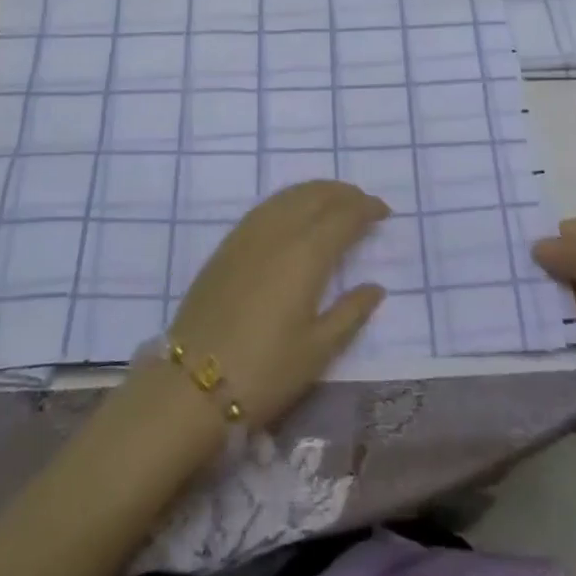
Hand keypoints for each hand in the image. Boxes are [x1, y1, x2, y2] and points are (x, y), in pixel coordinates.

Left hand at [166, 181, 388, 429]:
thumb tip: (375, 287)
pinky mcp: (228, 244)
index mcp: (307, 253)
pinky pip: (268, 206)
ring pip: (290, 195)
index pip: (344, 216)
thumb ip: (350, 313)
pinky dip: (290, 200)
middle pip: (316, 195)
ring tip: (334, 202)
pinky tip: (294, 213)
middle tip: (363, 203)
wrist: (191, 384)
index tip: (384, 212)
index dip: (366, 209)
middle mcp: (279, 231)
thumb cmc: (263, 371)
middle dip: (344, 193)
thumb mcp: (316, 352)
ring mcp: (249, 233)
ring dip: (317, 191)